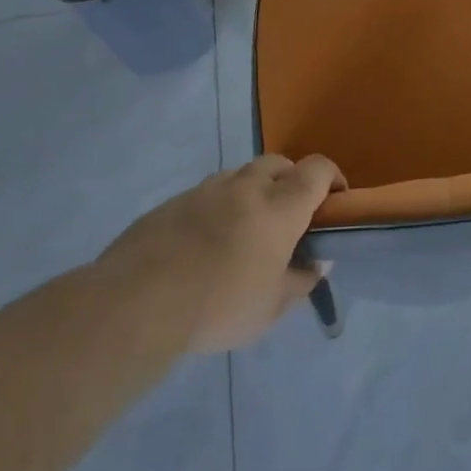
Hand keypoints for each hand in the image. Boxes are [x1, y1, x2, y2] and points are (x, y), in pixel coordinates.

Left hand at [96, 155, 343, 353]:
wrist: (135, 304)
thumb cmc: (219, 305)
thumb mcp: (271, 307)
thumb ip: (300, 281)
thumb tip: (315, 265)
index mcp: (280, 207)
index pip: (318, 170)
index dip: (333, 178)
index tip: (335, 201)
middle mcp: (246, 187)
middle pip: (279, 163)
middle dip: (291, 180)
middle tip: (289, 216)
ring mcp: (204, 191)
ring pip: (240, 175)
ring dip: (252, 191)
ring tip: (245, 229)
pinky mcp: (170, 203)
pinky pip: (205, 195)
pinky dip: (217, 208)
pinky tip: (204, 243)